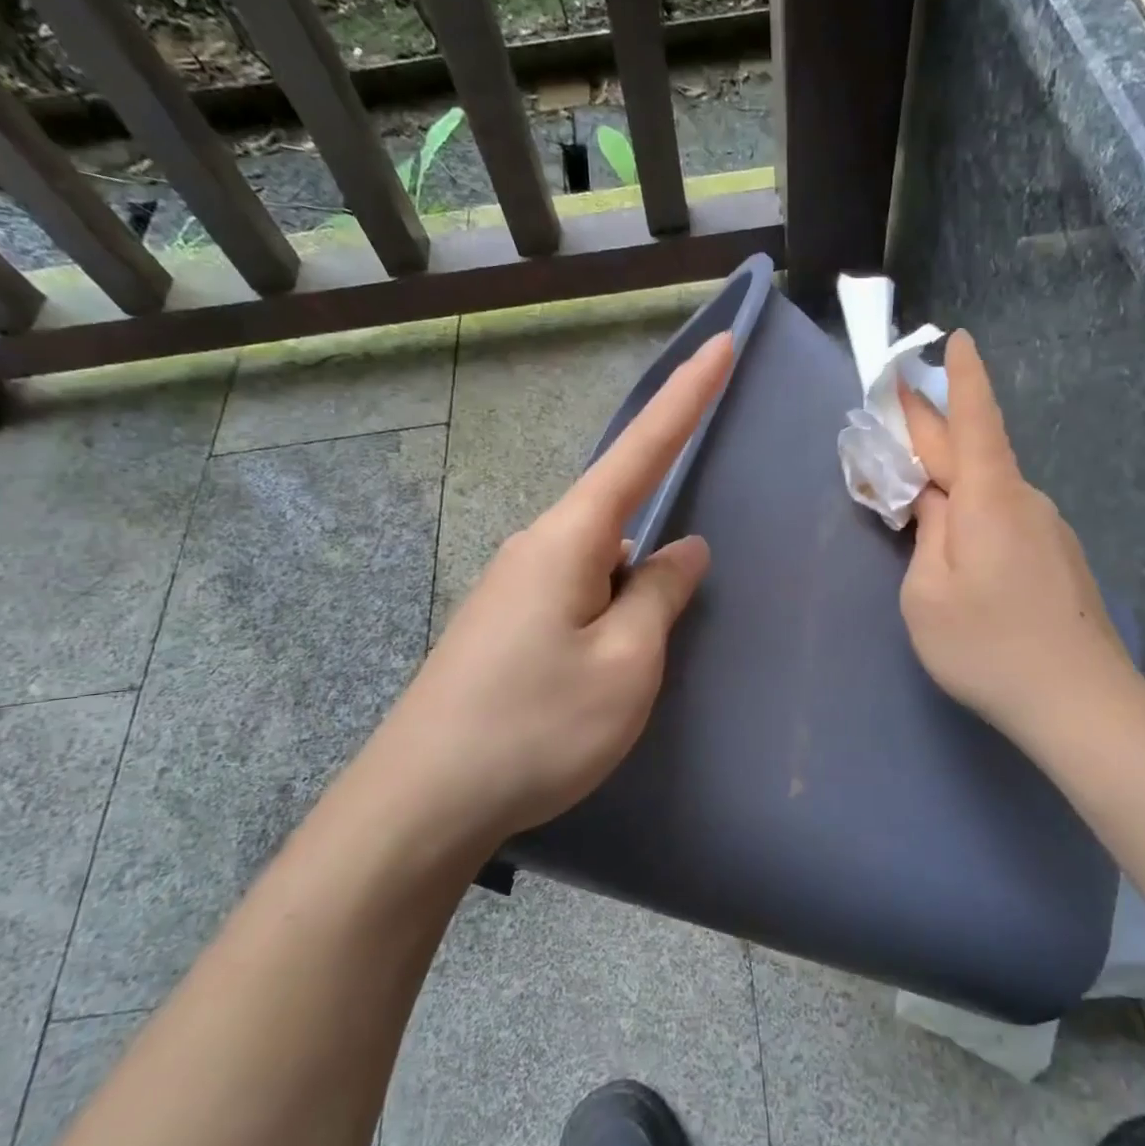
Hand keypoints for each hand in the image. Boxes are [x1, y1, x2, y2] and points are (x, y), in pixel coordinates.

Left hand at [368, 332, 734, 838]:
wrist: (422, 802)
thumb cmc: (536, 726)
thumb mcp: (626, 663)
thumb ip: (661, 595)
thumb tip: (682, 548)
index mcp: (570, 539)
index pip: (642, 449)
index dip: (687, 396)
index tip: (721, 343)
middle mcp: (537, 547)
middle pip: (620, 513)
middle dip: (658, 541)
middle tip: (668, 614)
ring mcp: (515, 587)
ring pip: (600, 565)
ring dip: (631, 598)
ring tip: (632, 667)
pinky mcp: (505, 625)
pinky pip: (577, 596)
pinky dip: (608, 618)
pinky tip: (605, 671)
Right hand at [899, 331, 1144, 751]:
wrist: (1080, 702)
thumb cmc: (988, 645)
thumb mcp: (926, 593)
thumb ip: (924, 535)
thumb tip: (933, 503)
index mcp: (988, 498)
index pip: (973, 420)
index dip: (961, 378)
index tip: (956, 338)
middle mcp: (1023, 500)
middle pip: (972, 452)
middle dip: (931, 430)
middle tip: (893, 418)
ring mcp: (1046, 529)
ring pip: (987, 490)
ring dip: (949, 482)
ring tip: (913, 496)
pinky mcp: (1057, 557)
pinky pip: (1004, 518)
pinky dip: (972, 514)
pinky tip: (958, 547)